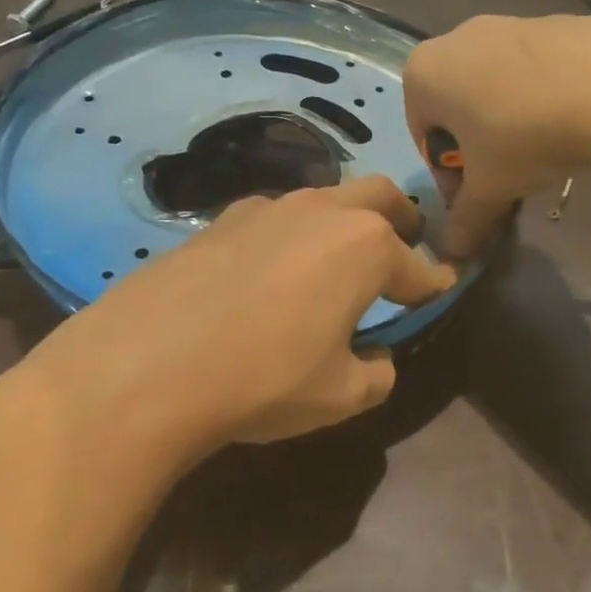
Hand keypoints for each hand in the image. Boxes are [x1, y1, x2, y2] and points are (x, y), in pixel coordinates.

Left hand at [0, 176, 456, 474]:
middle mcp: (320, 212)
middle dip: (400, 217)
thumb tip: (376, 358)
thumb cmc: (263, 379)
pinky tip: (272, 269)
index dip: (435, 281)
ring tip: (336, 258)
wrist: (146, 365)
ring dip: (341, 221)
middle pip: (377, 196)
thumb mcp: (340, 395)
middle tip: (405, 242)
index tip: (444, 288)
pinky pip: (273, 218)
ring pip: (322, 199)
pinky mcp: (218, 221)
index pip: (417, 265)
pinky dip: (291, 234)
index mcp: (365, 247)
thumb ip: (376, 374)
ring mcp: (265, 209)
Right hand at [403, 15, 590, 256]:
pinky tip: (567, 121)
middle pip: (457, 110)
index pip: (424, 137)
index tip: (477, 198)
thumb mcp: (489, 188)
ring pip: (493, 90)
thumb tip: (453, 255)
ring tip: (542, 152)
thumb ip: (465, 221)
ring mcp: (502, 24)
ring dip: (507, 125)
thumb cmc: (521, 135)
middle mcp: (453, 40)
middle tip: (508, 178)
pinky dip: (538, 100)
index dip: (449, 177)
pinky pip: (529, 72)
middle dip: (478, 149)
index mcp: (422, 75)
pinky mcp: (546, 22)